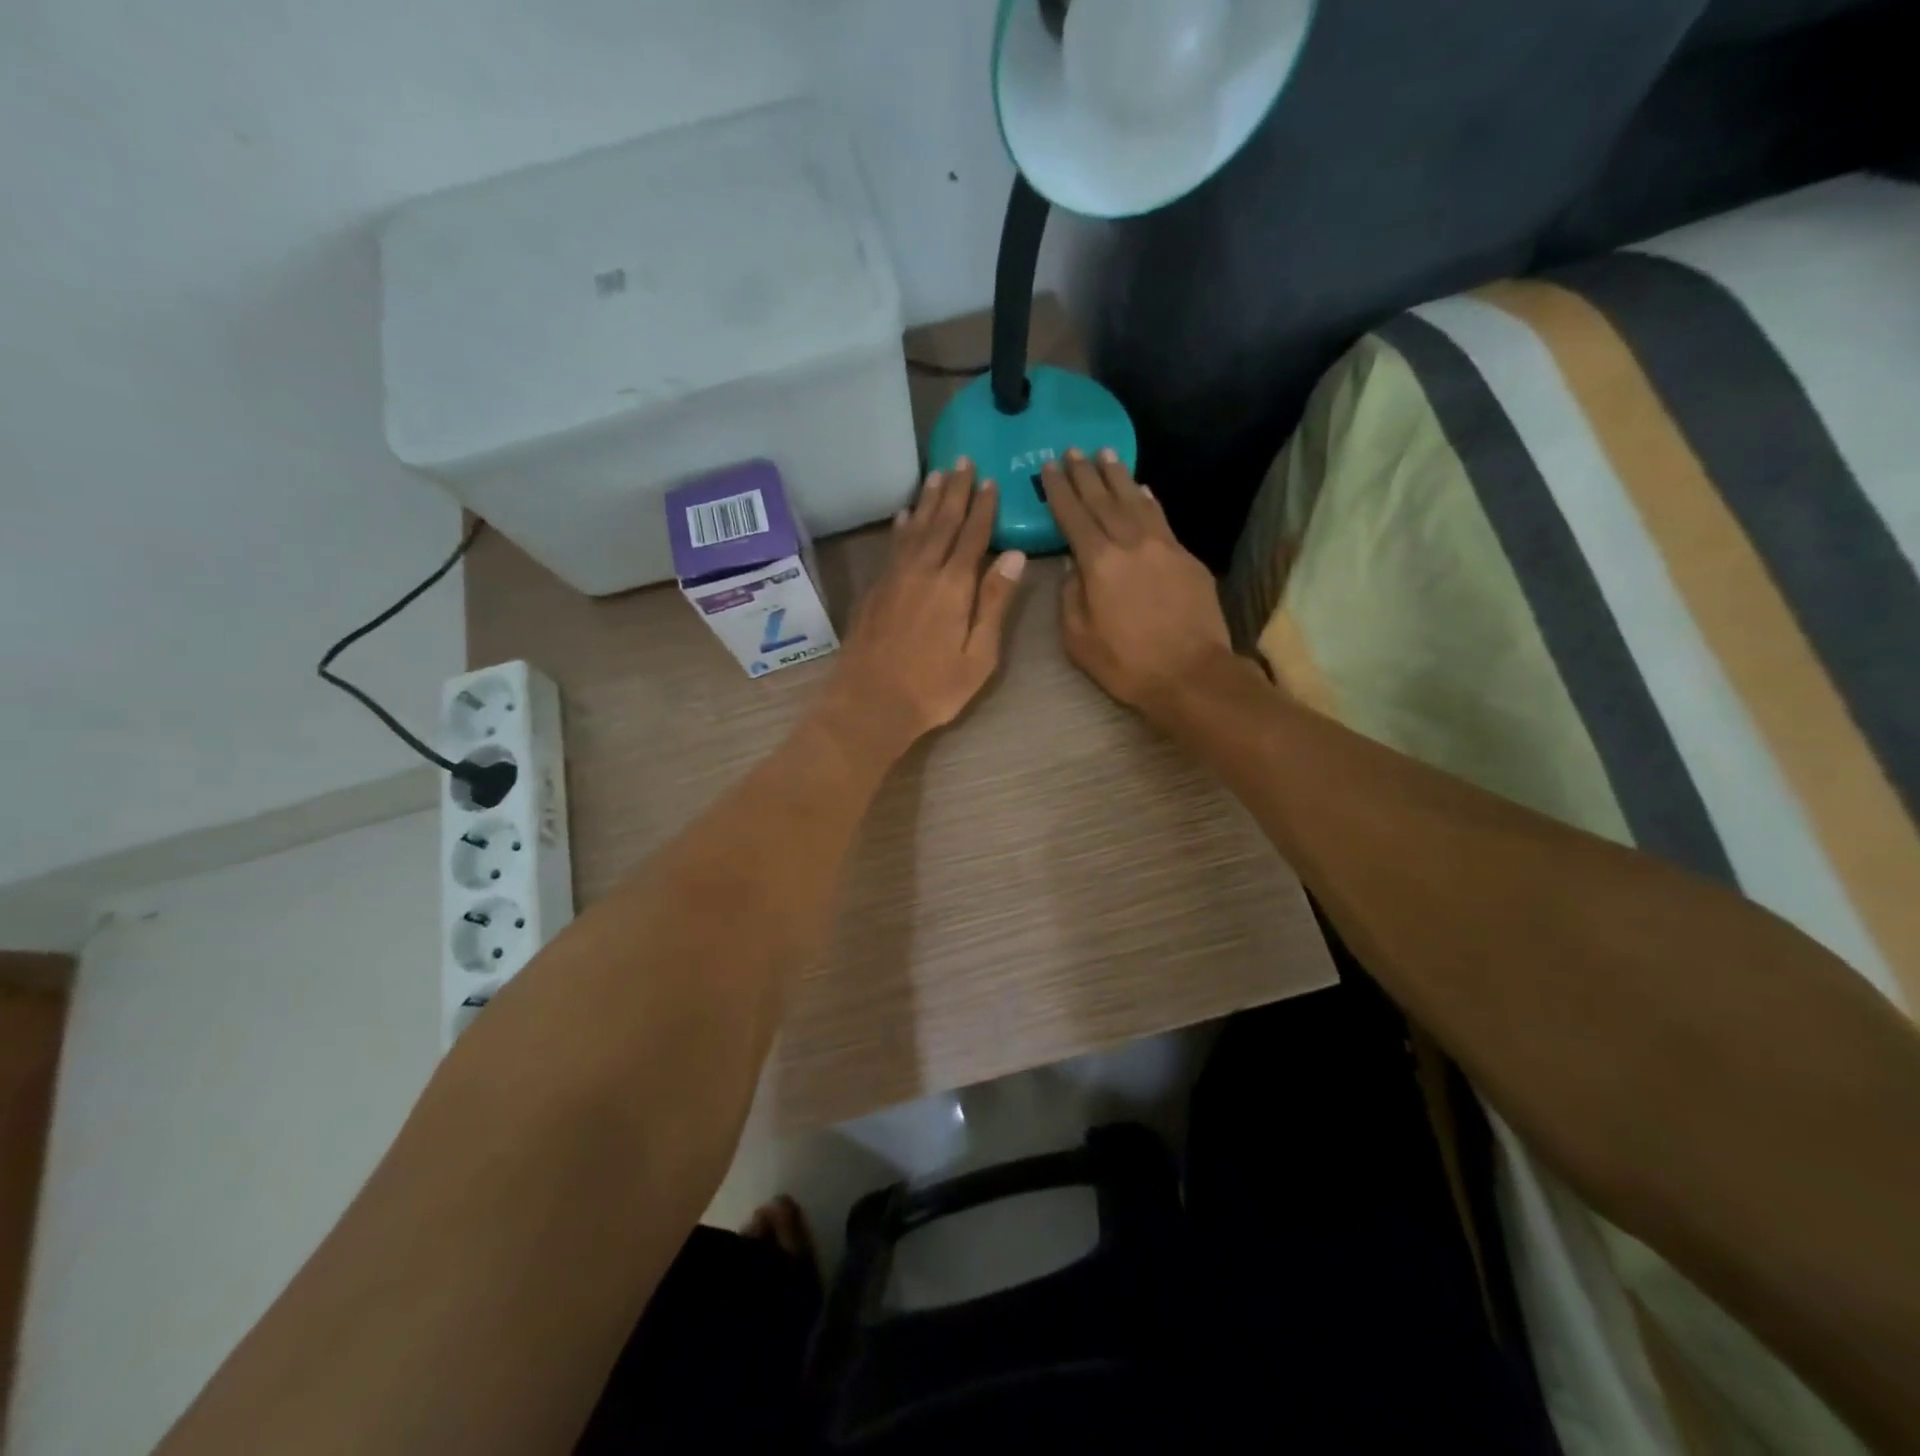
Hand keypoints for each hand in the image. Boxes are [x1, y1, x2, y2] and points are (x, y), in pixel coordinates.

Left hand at [823, 461, 1026, 756]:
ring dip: (928, 500)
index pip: (973, 535)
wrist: (871, 703)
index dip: (983, 508)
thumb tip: (1016, 557)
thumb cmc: (934, 688)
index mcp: (953, 586)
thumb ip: (995, 603)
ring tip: (937, 475)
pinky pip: (892, 547)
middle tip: (963, 461)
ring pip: (915, 529)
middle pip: (941, 522)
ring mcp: (893, 578)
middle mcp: (922, 571)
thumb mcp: (979, 655)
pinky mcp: (874, 590)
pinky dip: (901, 527)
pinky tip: (905, 516)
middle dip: (955, 491)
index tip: (991, 481)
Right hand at [1044, 449, 1234, 720]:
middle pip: (1104, 500)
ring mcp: (1164, 547)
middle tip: (1072, 451)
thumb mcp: (1079, 639)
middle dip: (1085, 474)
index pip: (1074, 517)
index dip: (1059, 491)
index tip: (1048, 466)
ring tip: (1105, 454)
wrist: (1191, 674)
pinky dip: (1148, 500)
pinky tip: (1142, 489)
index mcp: (1099, 563)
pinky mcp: (1187, 558)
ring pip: (1136, 501)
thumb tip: (1074, 566)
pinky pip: (1162, 519)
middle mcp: (1131, 544)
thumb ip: (1071, 596)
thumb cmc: (1127, 663)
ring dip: (1118, 476)